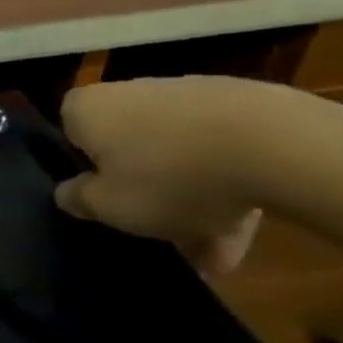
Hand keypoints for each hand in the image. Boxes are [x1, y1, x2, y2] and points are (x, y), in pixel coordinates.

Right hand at [53, 76, 342, 275]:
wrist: (275, 144)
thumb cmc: (169, 176)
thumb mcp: (111, 206)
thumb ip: (80, 200)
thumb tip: (67, 193)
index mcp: (85, 108)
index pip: (72, 138)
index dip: (90, 175)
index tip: (111, 205)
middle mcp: (125, 92)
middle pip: (128, 150)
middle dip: (147, 195)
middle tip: (168, 237)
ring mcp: (181, 95)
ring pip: (176, 156)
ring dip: (190, 199)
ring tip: (217, 251)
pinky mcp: (234, 104)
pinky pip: (216, 151)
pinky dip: (224, 185)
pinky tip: (245, 226)